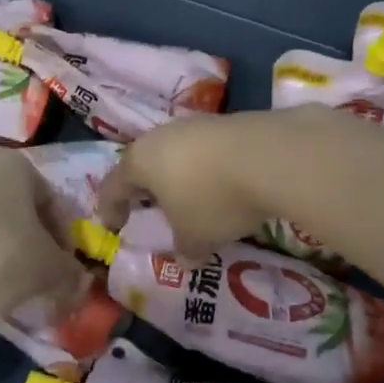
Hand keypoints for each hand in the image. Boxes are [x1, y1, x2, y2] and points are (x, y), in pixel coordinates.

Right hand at [100, 109, 320, 255]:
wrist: (273, 155)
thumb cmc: (214, 199)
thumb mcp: (196, 236)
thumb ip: (185, 250)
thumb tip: (185, 260)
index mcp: (140, 162)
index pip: (112, 187)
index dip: (110, 209)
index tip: (114, 227)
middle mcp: (161, 137)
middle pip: (143, 163)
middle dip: (145, 188)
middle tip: (149, 207)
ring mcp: (196, 125)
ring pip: (176, 153)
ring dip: (179, 176)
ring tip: (191, 198)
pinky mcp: (228, 121)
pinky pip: (207, 150)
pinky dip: (208, 168)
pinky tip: (224, 184)